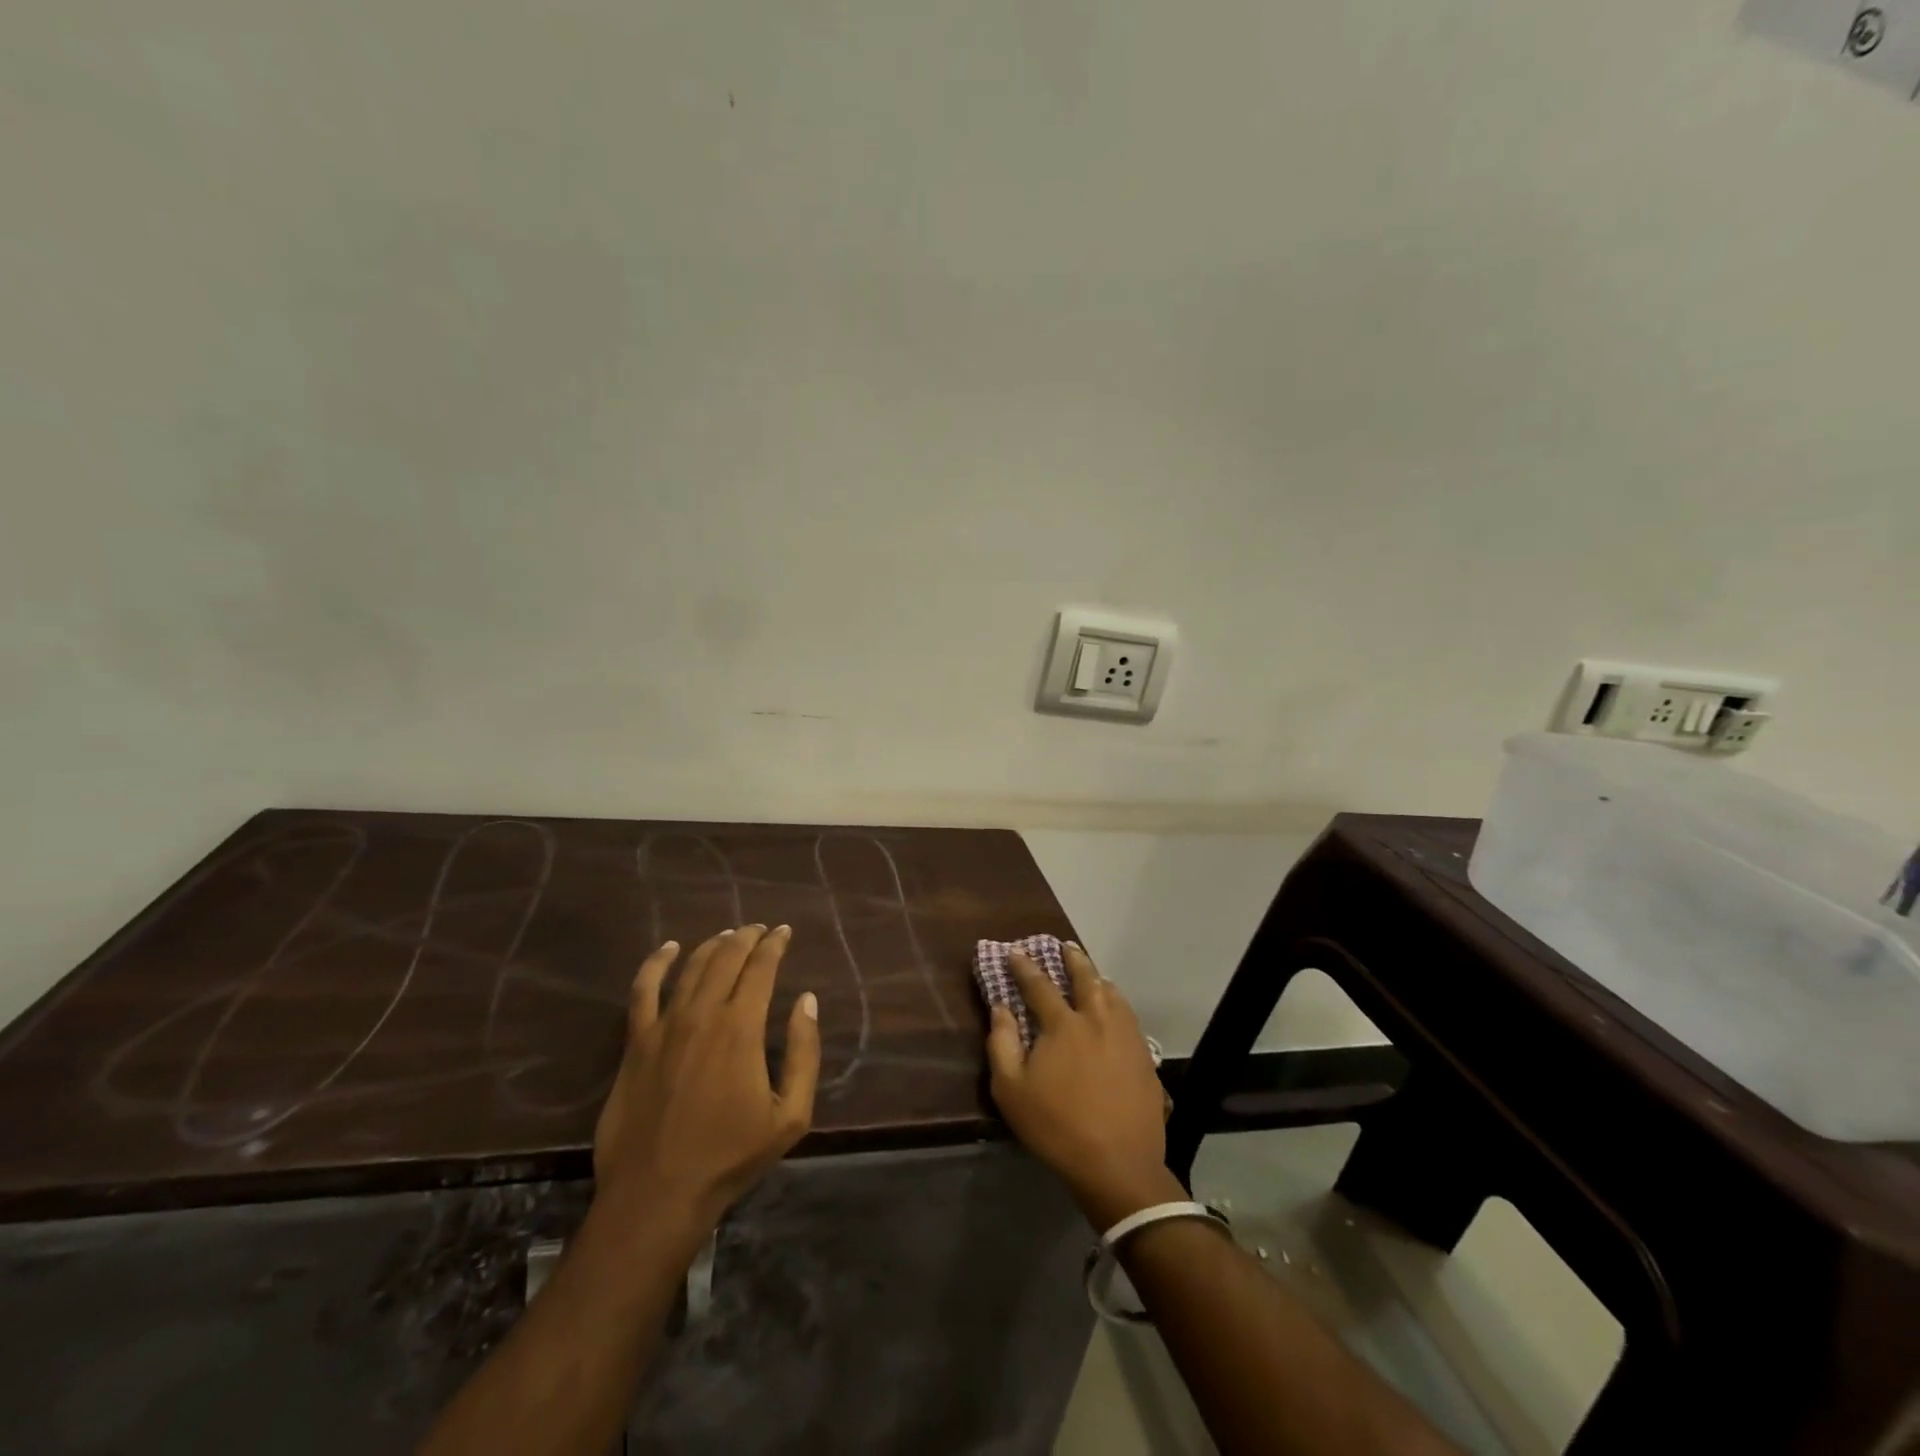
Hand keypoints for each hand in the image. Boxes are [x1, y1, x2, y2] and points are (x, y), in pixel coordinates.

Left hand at [591, 925, 820, 1239]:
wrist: (658, 1194)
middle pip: (726, 958)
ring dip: (713, 945)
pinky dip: (656, 963)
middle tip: (760, 929)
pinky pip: (643, 991)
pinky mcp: (636, 1043)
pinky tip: (668, 948)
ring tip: (728, 935)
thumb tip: (806, 1000)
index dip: (775, 944)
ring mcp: (665, 1026)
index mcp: (742, 1028)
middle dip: (747, 937)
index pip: (761, 968)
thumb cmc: (730, 1156)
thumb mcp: (790, 1115)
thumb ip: (804, 1053)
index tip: (784, 931)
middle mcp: (703, 1014)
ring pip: (691, 967)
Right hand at [986, 944, 1181, 1228]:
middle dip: (1072, 959)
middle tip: (1064, 946)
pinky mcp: (1144, 1057)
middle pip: (1085, 978)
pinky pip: (1129, 1017)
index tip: (1015, 952)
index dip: (1024, 966)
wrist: (1118, 1165)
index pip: (1039, 985)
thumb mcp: (1011, 1090)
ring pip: (1113, 994)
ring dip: (1098, 978)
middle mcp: (1097, 1020)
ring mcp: (1126, 1037)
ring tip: (1092, 974)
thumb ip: (1001, 1043)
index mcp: (1063, 1025)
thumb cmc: (1056, 1127)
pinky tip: (1115, 1011)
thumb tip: (1001, 1008)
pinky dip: (1117, 1003)